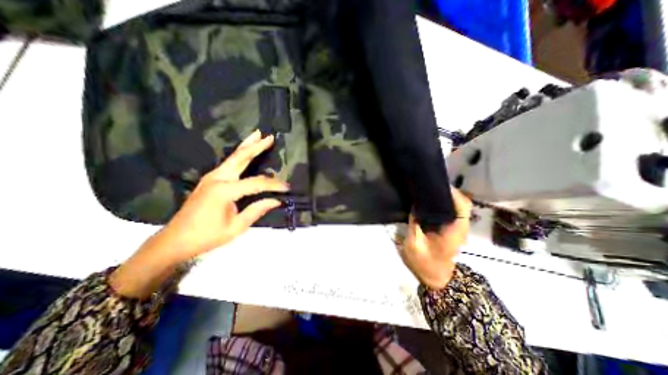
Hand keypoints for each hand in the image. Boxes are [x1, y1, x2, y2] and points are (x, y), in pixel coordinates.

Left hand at [158, 131, 289, 258]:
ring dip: (247, 145)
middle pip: (240, 157)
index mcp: (224, 190)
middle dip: (256, 146)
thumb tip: (276, 200)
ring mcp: (211, 177)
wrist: (176, 240)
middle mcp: (217, 178)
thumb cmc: (207, 236)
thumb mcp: (236, 227)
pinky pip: (228, 163)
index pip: (256, 183)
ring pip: (233, 157)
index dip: (273, 184)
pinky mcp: (210, 179)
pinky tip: (245, 151)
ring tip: (258, 135)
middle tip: (270, 137)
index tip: (286, 187)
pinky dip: (239, 154)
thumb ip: (257, 210)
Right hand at [399, 188, 470, 289]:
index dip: (453, 192)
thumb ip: (414, 223)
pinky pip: (450, 211)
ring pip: (457, 206)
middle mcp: (460, 227)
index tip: (437, 184)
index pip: (462, 206)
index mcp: (454, 230)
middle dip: (447, 191)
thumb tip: (413, 205)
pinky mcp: (451, 228)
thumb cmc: (425, 263)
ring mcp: (457, 228)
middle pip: (461, 203)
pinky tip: (428, 201)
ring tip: (427, 190)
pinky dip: (442, 204)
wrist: (434, 277)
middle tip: (428, 184)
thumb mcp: (414, 244)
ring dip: (445, 197)